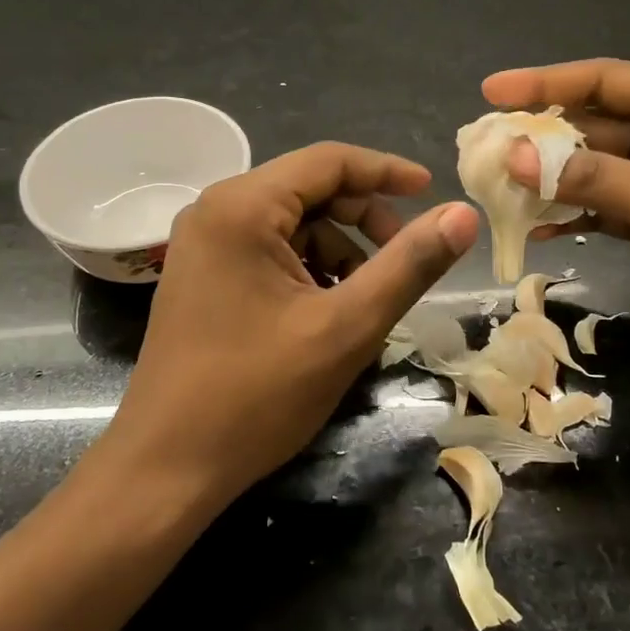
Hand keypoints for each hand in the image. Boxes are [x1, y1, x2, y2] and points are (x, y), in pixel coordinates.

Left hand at [103, 142, 478, 509]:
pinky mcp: (202, 276)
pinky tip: (326, 314)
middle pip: (309, 190)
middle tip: (403, 260)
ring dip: (339, 251)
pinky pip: (269, 252)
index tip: (433, 191)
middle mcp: (215, 210)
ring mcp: (203, 245)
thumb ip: (409, 265)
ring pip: (292, 225)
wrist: (165, 469)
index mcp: (242, 206)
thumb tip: (464, 215)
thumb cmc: (256, 395)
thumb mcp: (347, 327)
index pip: (329, 160)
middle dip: (363, 220)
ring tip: (363, 303)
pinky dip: (308, 270)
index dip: (387, 171)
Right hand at [483, 60, 629, 370]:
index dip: (547, 83)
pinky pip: (603, 205)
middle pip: (594, 125)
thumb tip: (517, 157)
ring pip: (594, 168)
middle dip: (541, 138)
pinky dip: (572, 214)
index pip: (608, 81)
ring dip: (550, 179)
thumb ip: (601, 180)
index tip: (493, 92)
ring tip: (497, 189)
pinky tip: (535, 228)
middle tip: (484, 149)